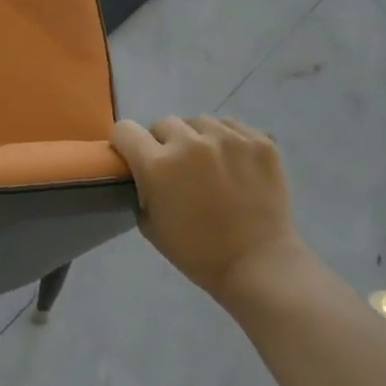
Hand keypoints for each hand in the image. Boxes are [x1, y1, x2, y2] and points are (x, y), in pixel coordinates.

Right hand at [110, 116, 310, 306]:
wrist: (257, 263)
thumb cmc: (196, 252)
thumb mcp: (148, 224)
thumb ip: (141, 187)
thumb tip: (143, 170)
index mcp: (158, 164)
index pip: (125, 130)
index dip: (125, 144)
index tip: (133, 157)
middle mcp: (190, 142)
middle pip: (163, 123)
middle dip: (163, 142)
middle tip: (176, 167)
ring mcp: (229, 138)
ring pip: (199, 121)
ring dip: (196, 138)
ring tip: (208, 163)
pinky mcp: (259, 141)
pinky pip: (231, 126)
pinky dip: (227, 140)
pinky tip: (233, 163)